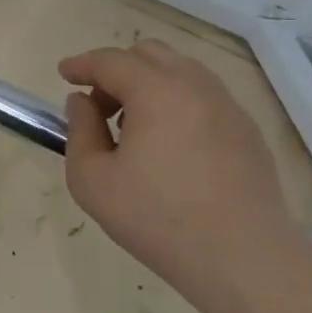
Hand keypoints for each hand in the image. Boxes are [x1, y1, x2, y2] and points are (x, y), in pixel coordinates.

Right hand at [59, 39, 300, 287]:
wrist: (242, 258)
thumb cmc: (157, 218)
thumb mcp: (92, 180)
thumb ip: (80, 131)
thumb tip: (82, 102)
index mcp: (157, 91)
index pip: (111, 61)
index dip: (82, 64)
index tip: (64, 74)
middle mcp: (196, 86)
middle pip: (150, 54)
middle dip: (117, 70)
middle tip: (99, 106)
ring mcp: (228, 107)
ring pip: (181, 72)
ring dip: (149, 84)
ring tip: (132, 128)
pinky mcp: (247, 131)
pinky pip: (204, 97)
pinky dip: (177, 103)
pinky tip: (168, 146)